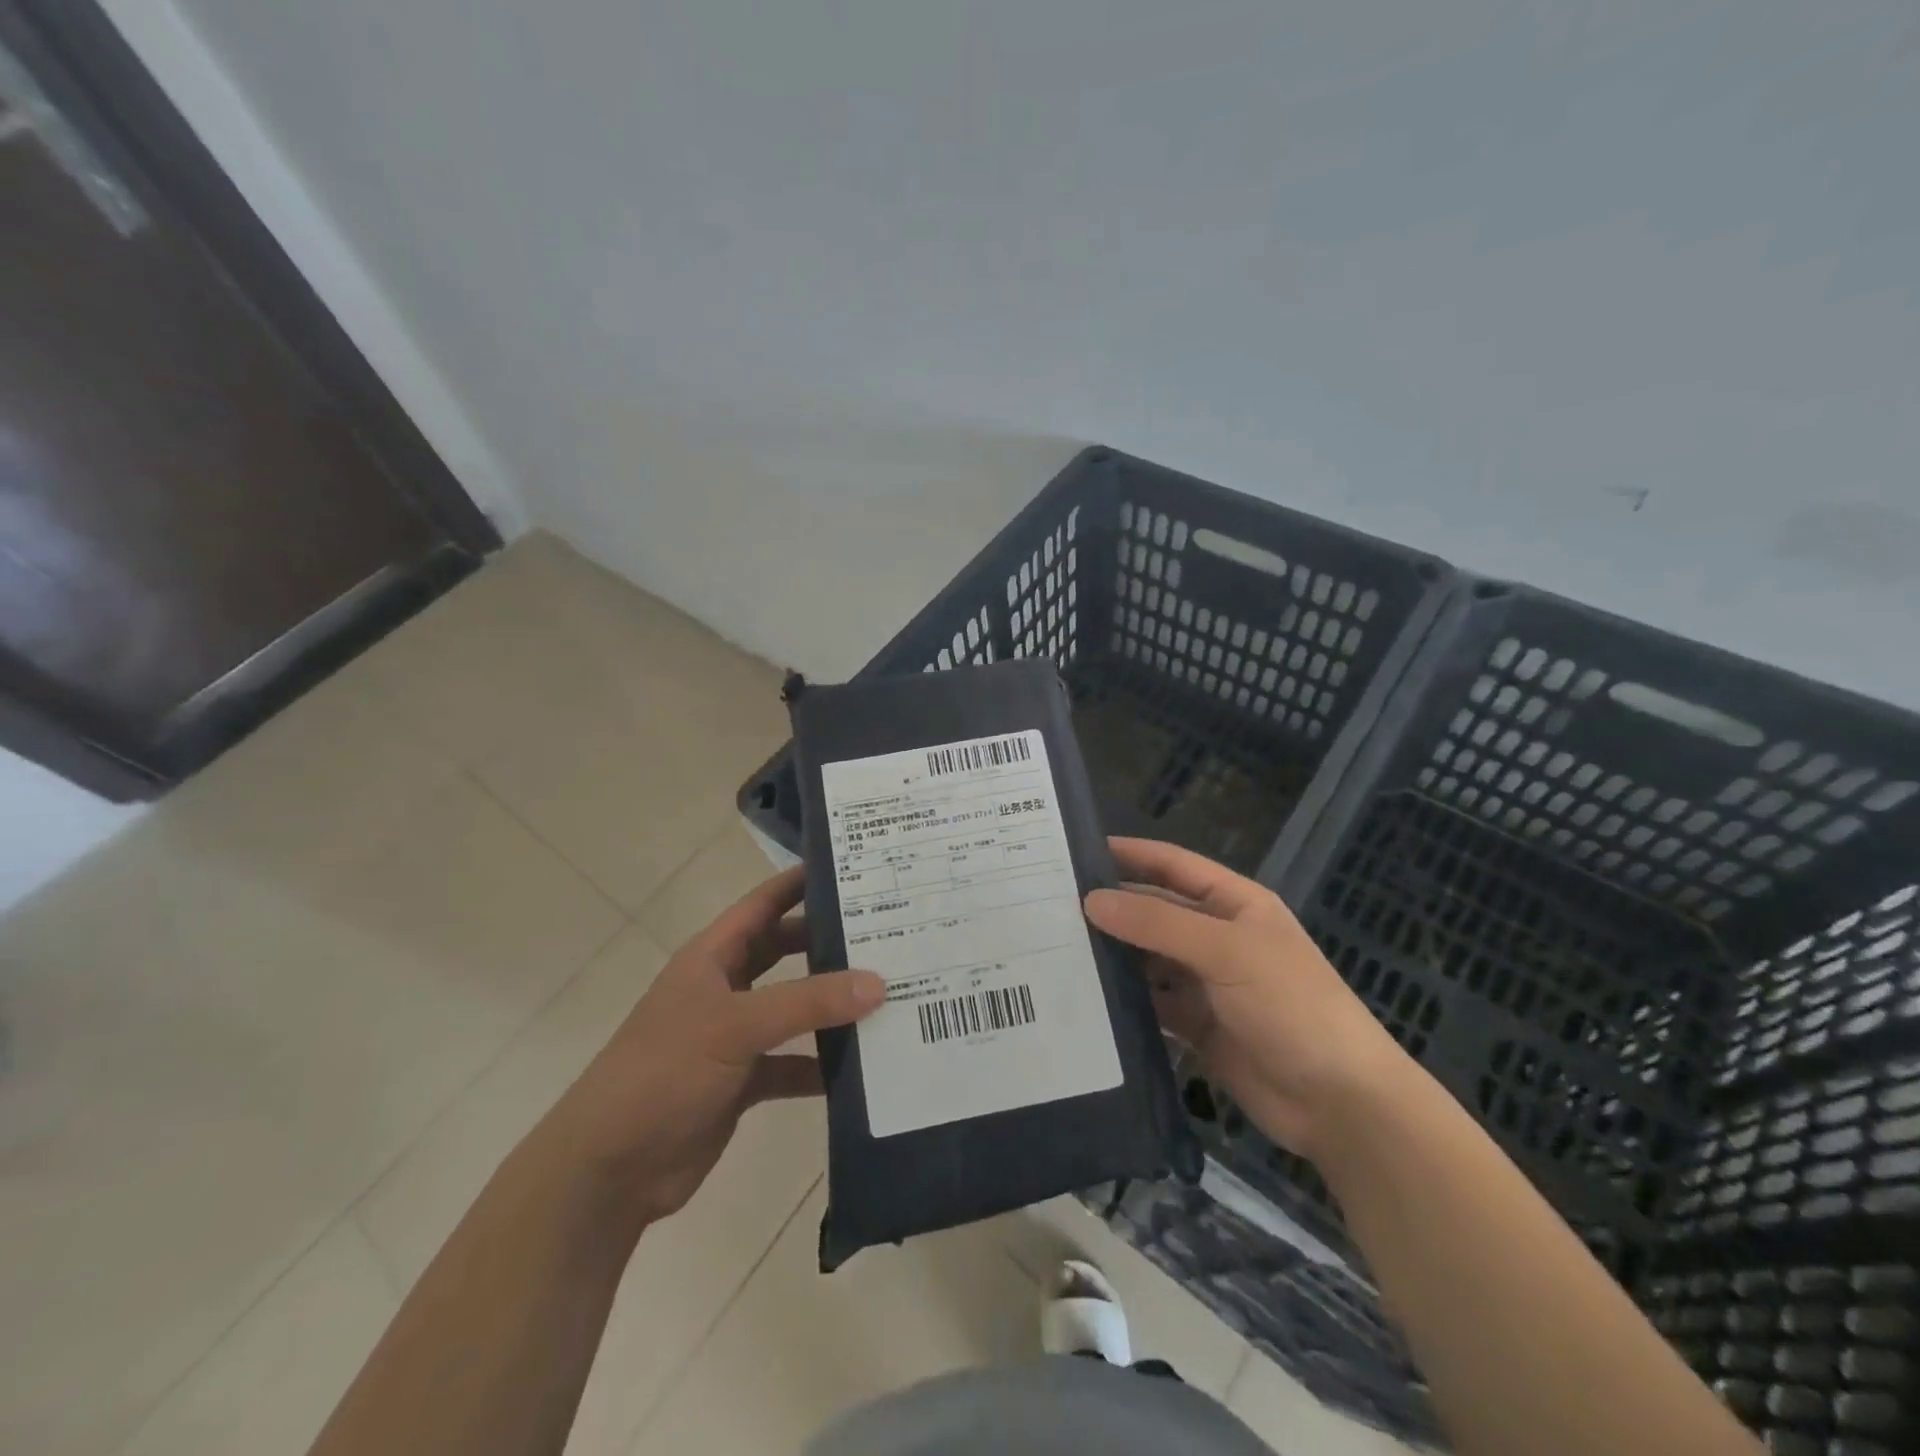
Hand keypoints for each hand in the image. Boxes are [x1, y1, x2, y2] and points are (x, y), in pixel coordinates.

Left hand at [552, 866, 884, 1225]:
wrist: (609, 1169)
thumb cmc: (664, 1072)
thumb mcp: (735, 1026)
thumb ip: (807, 1003)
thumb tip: (878, 983)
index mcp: (713, 957)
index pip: (764, 903)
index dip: (801, 882)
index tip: (854, 868)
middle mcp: (725, 988)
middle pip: (785, 951)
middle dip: (828, 942)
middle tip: (887, 932)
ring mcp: (733, 1036)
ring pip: (793, 1009)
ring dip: (831, 1006)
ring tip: (888, 994)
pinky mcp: (742, 1081)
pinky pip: (792, 1063)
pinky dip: (821, 1065)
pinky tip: (862, 1067)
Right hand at [1084, 837, 1412, 1158]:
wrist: (1340, 1103)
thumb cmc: (1292, 1007)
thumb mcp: (1227, 952)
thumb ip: (1158, 924)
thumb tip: (1092, 900)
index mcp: (1234, 904)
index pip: (1172, 865)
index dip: (1130, 854)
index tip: (1076, 851)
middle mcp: (1217, 937)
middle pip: (1155, 912)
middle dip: (1112, 907)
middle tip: (1049, 905)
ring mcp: (1206, 983)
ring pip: (1148, 958)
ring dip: (1112, 954)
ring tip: (1054, 947)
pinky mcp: (1197, 1026)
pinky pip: (1151, 1002)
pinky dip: (1123, 999)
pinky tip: (1083, 996)